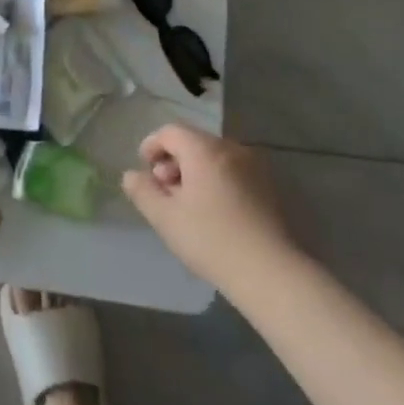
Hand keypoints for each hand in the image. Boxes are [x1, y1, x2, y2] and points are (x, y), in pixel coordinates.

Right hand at [122, 125, 296, 294]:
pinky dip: (216, 181)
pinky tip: (214, 212)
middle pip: (194, 142)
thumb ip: (143, 191)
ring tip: (188, 205)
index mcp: (204, 150)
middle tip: (164, 192)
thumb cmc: (212, 240)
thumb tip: (131, 175)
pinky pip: (233, 171)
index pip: (171, 131)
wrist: (272, 273)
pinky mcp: (269, 187)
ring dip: (195, 172)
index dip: (152, 145)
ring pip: (214, 158)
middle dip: (173, 161)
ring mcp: (255, 167)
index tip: (144, 169)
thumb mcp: (166, 218)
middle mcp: (231, 149)